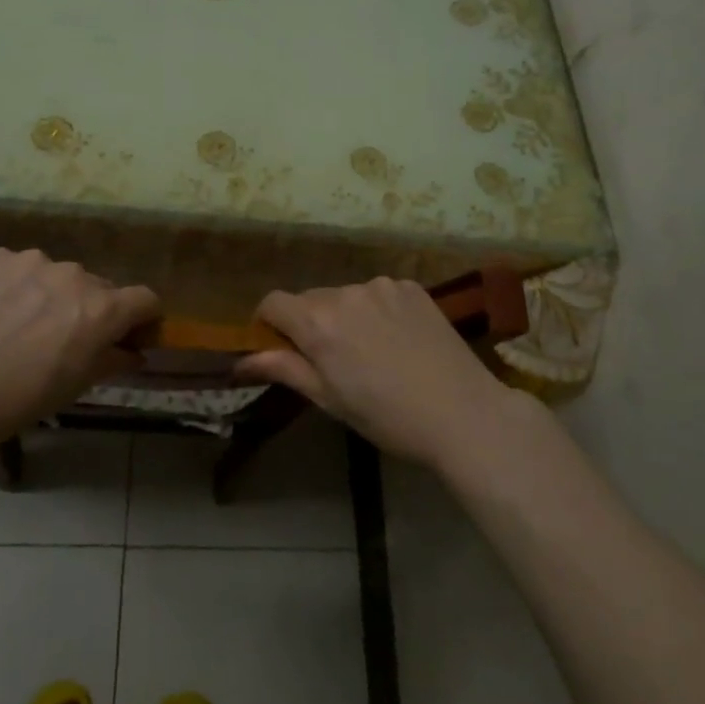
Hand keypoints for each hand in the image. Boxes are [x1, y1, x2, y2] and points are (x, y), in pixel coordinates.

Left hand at [0, 248, 158, 450]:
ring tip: (21, 325)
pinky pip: (19, 268)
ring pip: (57, 275)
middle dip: (92, 309)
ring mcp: (33, 261)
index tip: (131, 336)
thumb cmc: (15, 400)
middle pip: (99, 287)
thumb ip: (111, 361)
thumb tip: (133, 352)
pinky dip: (16, 286)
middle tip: (65, 339)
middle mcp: (74, 275)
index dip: (144, 318)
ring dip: (52, 295)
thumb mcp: (73, 388)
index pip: (145, 299)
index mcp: (101, 309)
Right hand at [236, 278, 521, 468]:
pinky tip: (399, 340)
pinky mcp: (411, 287)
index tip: (280, 348)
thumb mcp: (329, 400)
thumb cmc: (387, 417)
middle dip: (310, 323)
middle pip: (310, 299)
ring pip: (345, 295)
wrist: (463, 413)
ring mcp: (381, 286)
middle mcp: (345, 292)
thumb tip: (241, 361)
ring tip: (371, 352)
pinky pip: (378, 293)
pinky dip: (377, 310)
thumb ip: (284, 369)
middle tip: (331, 360)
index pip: (273, 302)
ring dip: (345, 315)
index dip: (269, 323)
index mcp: (318, 322)